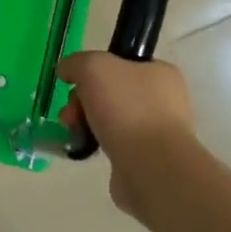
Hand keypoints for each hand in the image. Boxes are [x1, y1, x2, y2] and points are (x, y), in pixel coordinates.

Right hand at [57, 52, 198, 217]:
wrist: (152, 169)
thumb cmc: (127, 108)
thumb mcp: (93, 67)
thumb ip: (76, 63)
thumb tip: (66, 71)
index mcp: (160, 73)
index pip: (120, 63)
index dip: (93, 70)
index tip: (76, 83)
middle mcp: (164, 100)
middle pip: (110, 91)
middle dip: (82, 100)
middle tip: (71, 113)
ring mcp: (157, 132)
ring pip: (111, 118)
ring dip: (86, 122)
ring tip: (74, 133)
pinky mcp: (148, 159)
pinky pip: (115, 143)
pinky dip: (98, 144)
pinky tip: (87, 148)